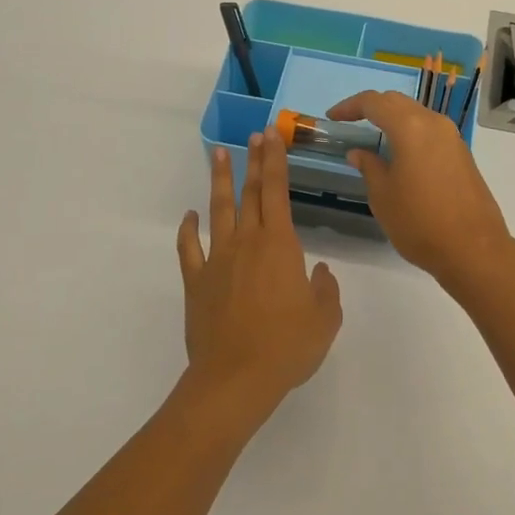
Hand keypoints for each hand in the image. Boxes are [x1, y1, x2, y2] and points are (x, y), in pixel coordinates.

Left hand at [177, 132, 341, 423]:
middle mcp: (247, 243)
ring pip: (218, 210)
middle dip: (255, 161)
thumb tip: (321, 272)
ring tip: (219, 155)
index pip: (278, 191)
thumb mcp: (325, 319)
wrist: (235, 379)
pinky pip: (189, 249)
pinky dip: (188, 230)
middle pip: (250, 193)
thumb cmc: (287, 347)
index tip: (272, 136)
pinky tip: (190, 217)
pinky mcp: (196, 283)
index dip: (275, 161)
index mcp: (280, 245)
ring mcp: (217, 260)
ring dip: (220, 181)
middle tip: (255, 135)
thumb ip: (327, 290)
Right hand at [326, 90, 514, 288]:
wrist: (473, 249)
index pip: (374, 102)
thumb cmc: (419, 222)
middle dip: (372, 107)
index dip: (350, 106)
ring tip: (373, 137)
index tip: (332, 117)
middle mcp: (434, 124)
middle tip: (350, 121)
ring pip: (417, 115)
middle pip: (398, 102)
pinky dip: (410, 133)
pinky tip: (400, 154)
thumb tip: (359, 153)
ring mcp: (453, 138)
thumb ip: (369, 167)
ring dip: (393, 120)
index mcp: (411, 128)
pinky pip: (430, 132)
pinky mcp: (462, 154)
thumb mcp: (383, 196)